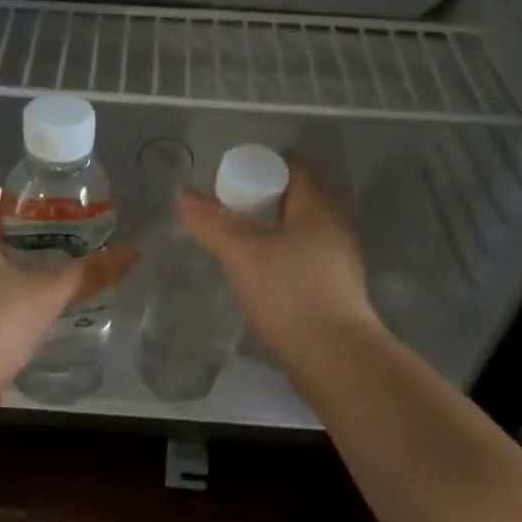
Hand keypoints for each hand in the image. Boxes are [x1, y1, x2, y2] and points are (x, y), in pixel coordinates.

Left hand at [0, 190, 137, 412]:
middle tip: (65, 238)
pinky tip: (29, 307)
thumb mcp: (48, 294)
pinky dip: (2, 295)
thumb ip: (89, 273)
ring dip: (13, 268)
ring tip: (52, 271)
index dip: (24, 202)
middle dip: (24, 236)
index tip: (57, 207)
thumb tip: (132, 252)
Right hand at [177, 157, 375, 362]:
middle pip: (298, 199)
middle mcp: (334, 229)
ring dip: (271, 231)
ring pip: (301, 233)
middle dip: (264, 199)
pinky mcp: (333, 293)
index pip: (295, 167)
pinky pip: (303, 261)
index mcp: (319, 208)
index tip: (231, 177)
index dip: (263, 165)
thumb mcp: (241, 252)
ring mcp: (338, 263)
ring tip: (237, 242)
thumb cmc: (289, 293)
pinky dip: (280, 259)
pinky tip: (258, 276)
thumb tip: (183, 193)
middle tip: (227, 209)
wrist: (333, 357)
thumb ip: (210, 222)